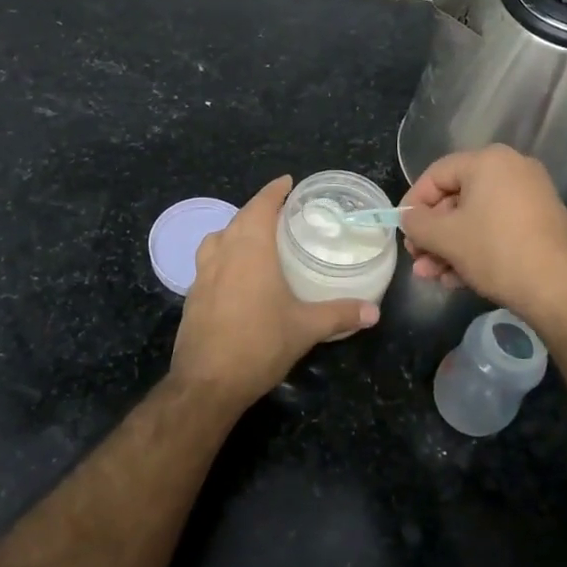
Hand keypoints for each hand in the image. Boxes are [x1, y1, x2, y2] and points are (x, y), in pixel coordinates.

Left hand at [171, 176, 379, 406]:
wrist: (206, 384)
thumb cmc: (258, 345)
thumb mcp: (305, 329)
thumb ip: (339, 314)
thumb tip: (374, 312)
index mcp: (250, 249)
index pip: (260, 205)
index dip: (273, 191)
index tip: (287, 182)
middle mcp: (223, 253)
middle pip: (239, 218)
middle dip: (258, 210)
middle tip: (282, 213)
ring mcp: (202, 274)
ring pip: (218, 238)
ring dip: (236, 231)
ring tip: (257, 240)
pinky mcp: (192, 296)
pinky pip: (209, 262)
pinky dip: (224, 256)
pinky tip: (238, 276)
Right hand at [399, 145, 566, 316]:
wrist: (561, 290)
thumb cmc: (496, 251)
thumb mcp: (446, 237)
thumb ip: (416, 222)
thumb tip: (409, 219)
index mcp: (489, 161)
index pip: (436, 174)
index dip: (413, 203)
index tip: (402, 230)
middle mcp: (513, 170)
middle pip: (457, 198)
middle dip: (433, 233)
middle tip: (418, 259)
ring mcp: (532, 196)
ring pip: (476, 218)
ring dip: (450, 247)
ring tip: (433, 276)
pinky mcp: (542, 223)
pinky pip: (498, 229)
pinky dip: (476, 249)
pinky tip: (458, 279)